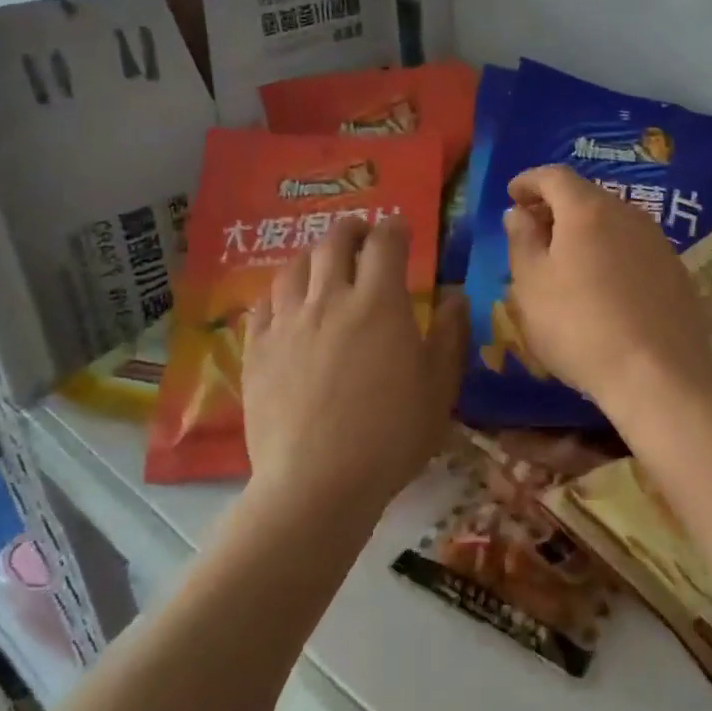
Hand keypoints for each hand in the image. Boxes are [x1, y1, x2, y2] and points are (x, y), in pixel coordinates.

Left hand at [243, 217, 468, 518]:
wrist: (317, 483)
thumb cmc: (391, 436)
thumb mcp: (439, 387)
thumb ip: (449, 335)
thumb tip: (455, 295)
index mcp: (380, 302)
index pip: (385, 243)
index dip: (394, 228)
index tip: (400, 228)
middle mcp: (330, 299)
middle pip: (335, 243)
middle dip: (351, 230)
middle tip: (361, 234)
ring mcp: (288, 323)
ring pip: (294, 268)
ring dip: (313, 256)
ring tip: (322, 262)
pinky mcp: (257, 350)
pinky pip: (263, 305)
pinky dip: (278, 294)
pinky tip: (285, 304)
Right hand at [502, 166, 711, 415]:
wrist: (658, 375)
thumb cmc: (580, 326)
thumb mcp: (531, 285)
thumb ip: (521, 240)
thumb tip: (518, 212)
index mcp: (587, 209)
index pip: (553, 176)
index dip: (528, 181)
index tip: (512, 196)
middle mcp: (628, 213)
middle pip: (586, 196)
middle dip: (555, 207)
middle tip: (533, 232)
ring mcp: (657, 241)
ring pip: (612, 221)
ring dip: (584, 231)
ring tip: (565, 261)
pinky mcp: (676, 270)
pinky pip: (633, 247)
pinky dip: (611, 252)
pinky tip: (603, 285)